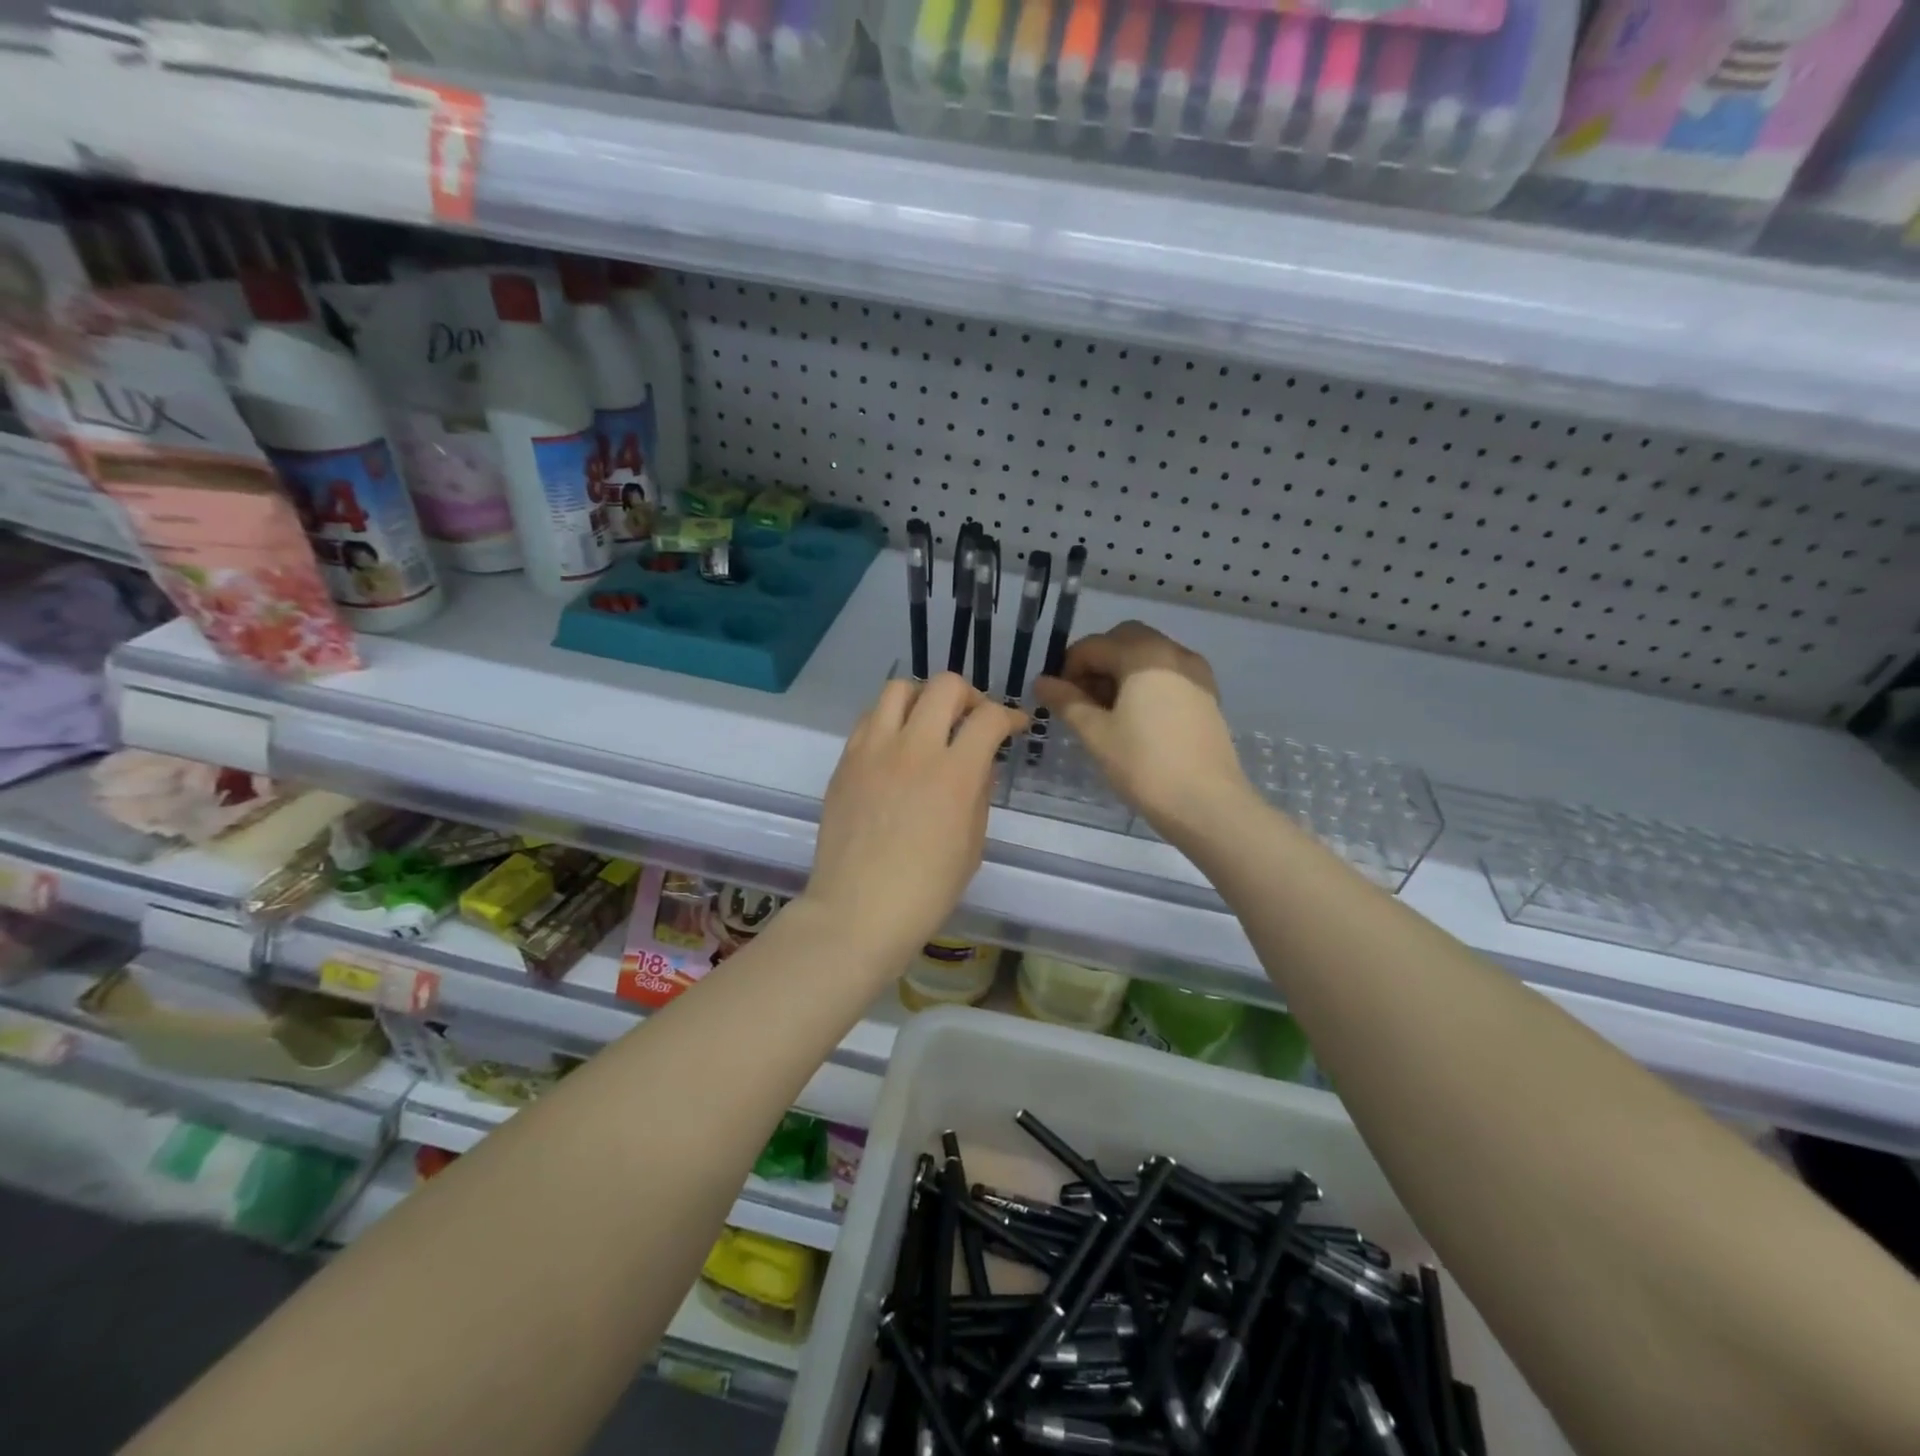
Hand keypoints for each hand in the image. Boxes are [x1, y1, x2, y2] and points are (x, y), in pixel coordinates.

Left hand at [803, 674, 1026, 972]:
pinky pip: (869, 718)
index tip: (1014, 726)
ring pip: (899, 688)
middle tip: (972, 720)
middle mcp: (913, 749)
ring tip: (929, 723)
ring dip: (923, 698)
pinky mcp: (846, 761)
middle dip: (969, 696)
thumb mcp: (972, 844)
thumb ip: (979, 793)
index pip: (988, 718)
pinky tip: (896, 745)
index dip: (1010, 716)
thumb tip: (980, 763)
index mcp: (954, 774)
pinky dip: (890, 719)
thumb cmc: (926, 890)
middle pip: (945, 686)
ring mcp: (873, 750)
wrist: (858, 911)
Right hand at [1033, 621, 1249, 840]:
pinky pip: (1169, 674)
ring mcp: (1195, 673)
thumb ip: (1067, 701)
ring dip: (1122, 672)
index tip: (1056, 698)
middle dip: (1098, 662)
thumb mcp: (1096, 733)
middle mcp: (1173, 652)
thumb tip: (1042, 682)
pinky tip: (1135, 718)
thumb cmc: (1144, 765)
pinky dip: (1146, 683)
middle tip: (1081, 699)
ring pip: (1149, 655)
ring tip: (1106, 712)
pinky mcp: (1207, 695)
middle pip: (1125, 640)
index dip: (1067, 668)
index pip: (1094, 646)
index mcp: (1144, 655)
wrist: (1206, 803)